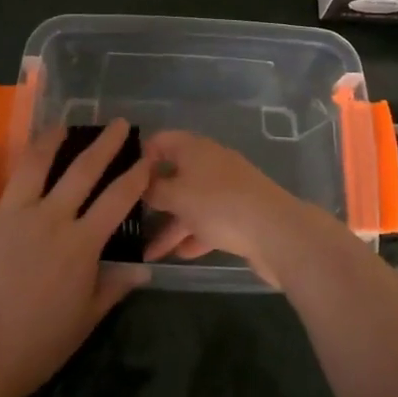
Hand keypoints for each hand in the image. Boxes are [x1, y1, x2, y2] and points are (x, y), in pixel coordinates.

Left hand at [0, 119, 149, 396]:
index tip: (147, 158)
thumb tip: (143, 269)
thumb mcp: (84, 322)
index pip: (118, 199)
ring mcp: (9, 215)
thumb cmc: (35, 348)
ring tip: (59, 126)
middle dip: (104, 144)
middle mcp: (49, 217)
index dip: (136, 176)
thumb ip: (113, 288)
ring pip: (33, 163)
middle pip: (83, 170)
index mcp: (81, 243)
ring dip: (49, 140)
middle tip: (118, 124)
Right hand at [140, 130, 317, 287]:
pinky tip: (176, 255)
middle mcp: (210, 163)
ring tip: (147, 250)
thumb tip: (141, 183)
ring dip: (170, 224)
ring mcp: (226, 189)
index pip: (161, 141)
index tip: (122, 180)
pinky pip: (208, 222)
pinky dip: (192, 235)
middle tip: (128, 217)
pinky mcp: (238, 214)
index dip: (141, 156)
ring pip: (190, 202)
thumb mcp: (177, 195)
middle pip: (175, 174)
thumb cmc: (218, 204)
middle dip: (153, 197)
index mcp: (194, 148)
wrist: (275, 231)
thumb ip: (154, 190)